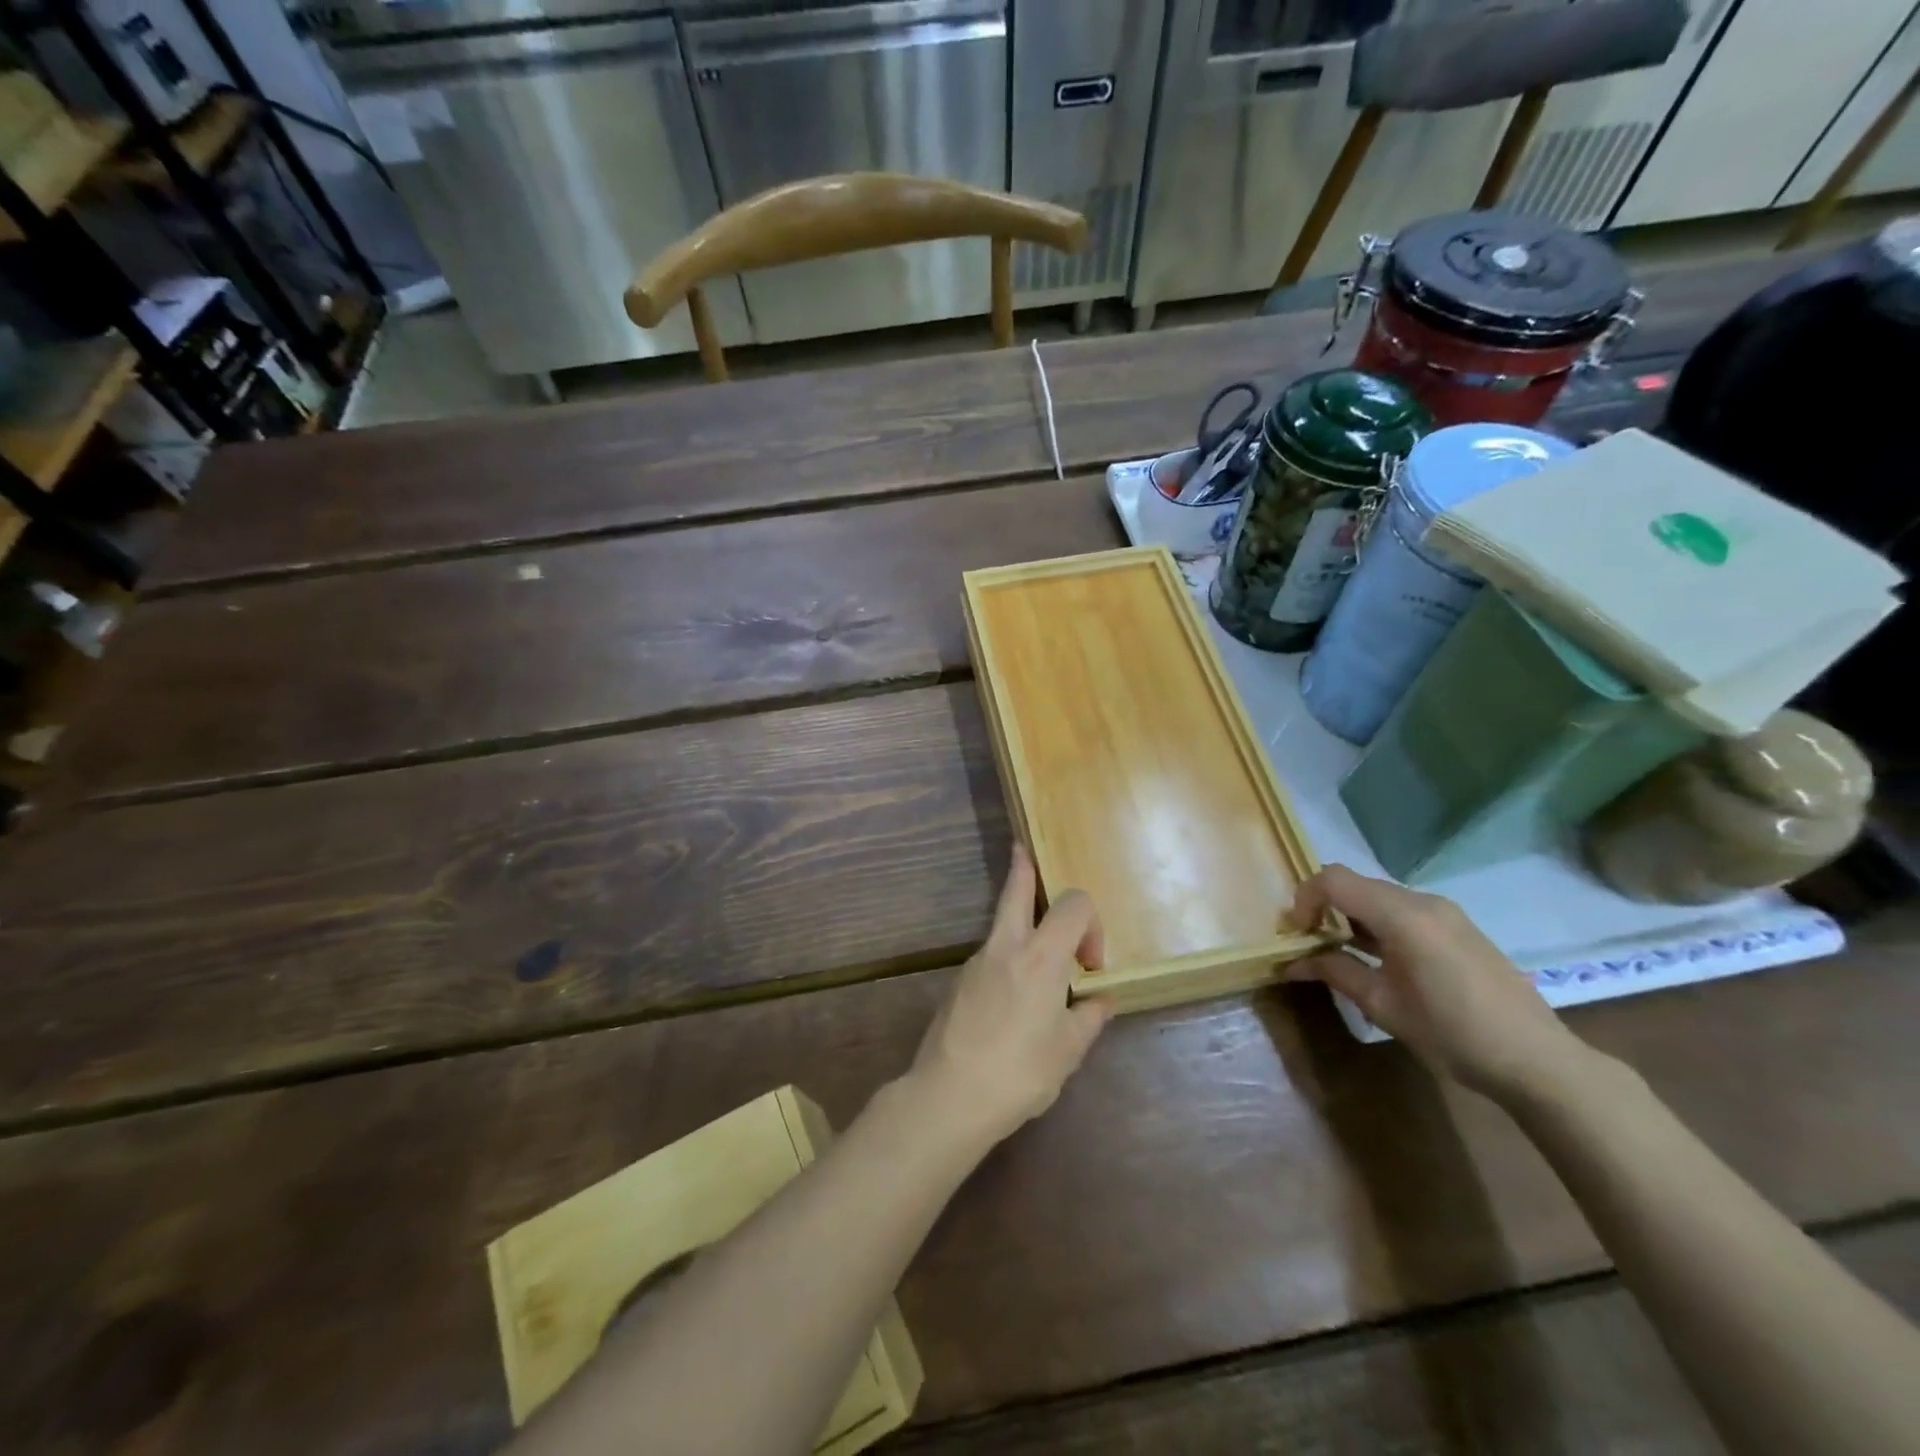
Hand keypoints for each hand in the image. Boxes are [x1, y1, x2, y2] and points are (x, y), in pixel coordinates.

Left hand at [906, 844, 1112, 1148]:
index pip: (1073, 905)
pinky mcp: (959, 982)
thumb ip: (1089, 1018)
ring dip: (1020, 920)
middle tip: (1023, 852)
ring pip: (1000, 922)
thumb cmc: (1020, 1072)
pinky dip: (1007, 957)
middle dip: (1023, 870)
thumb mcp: (1068, 1051)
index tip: (1091, 967)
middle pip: (1015, 891)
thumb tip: (1101, 1000)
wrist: (949, 1094)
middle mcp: (1006, 947)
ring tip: (1039, 950)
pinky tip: (1014, 999)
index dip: (1092, 926)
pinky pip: (990, 955)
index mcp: (1041, 957)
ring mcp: (977, 962)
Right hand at [1285, 864, 1580, 1100]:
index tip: (1296, 934)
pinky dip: (1377, 923)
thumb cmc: (1453, 1034)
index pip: (1334, 880)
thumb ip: (1336, 972)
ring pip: (1378, 896)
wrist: (1538, 1061)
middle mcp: (1423, 901)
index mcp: (1403, 916)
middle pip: (1355, 884)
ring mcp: (1445, 913)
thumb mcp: (1384, 1006)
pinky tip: (1378, 959)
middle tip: (1310, 943)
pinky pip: (1403, 910)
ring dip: (1351, 916)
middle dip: (1324, 907)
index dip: (1304, 900)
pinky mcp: (1457, 927)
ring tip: (1340, 952)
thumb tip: (1293, 963)